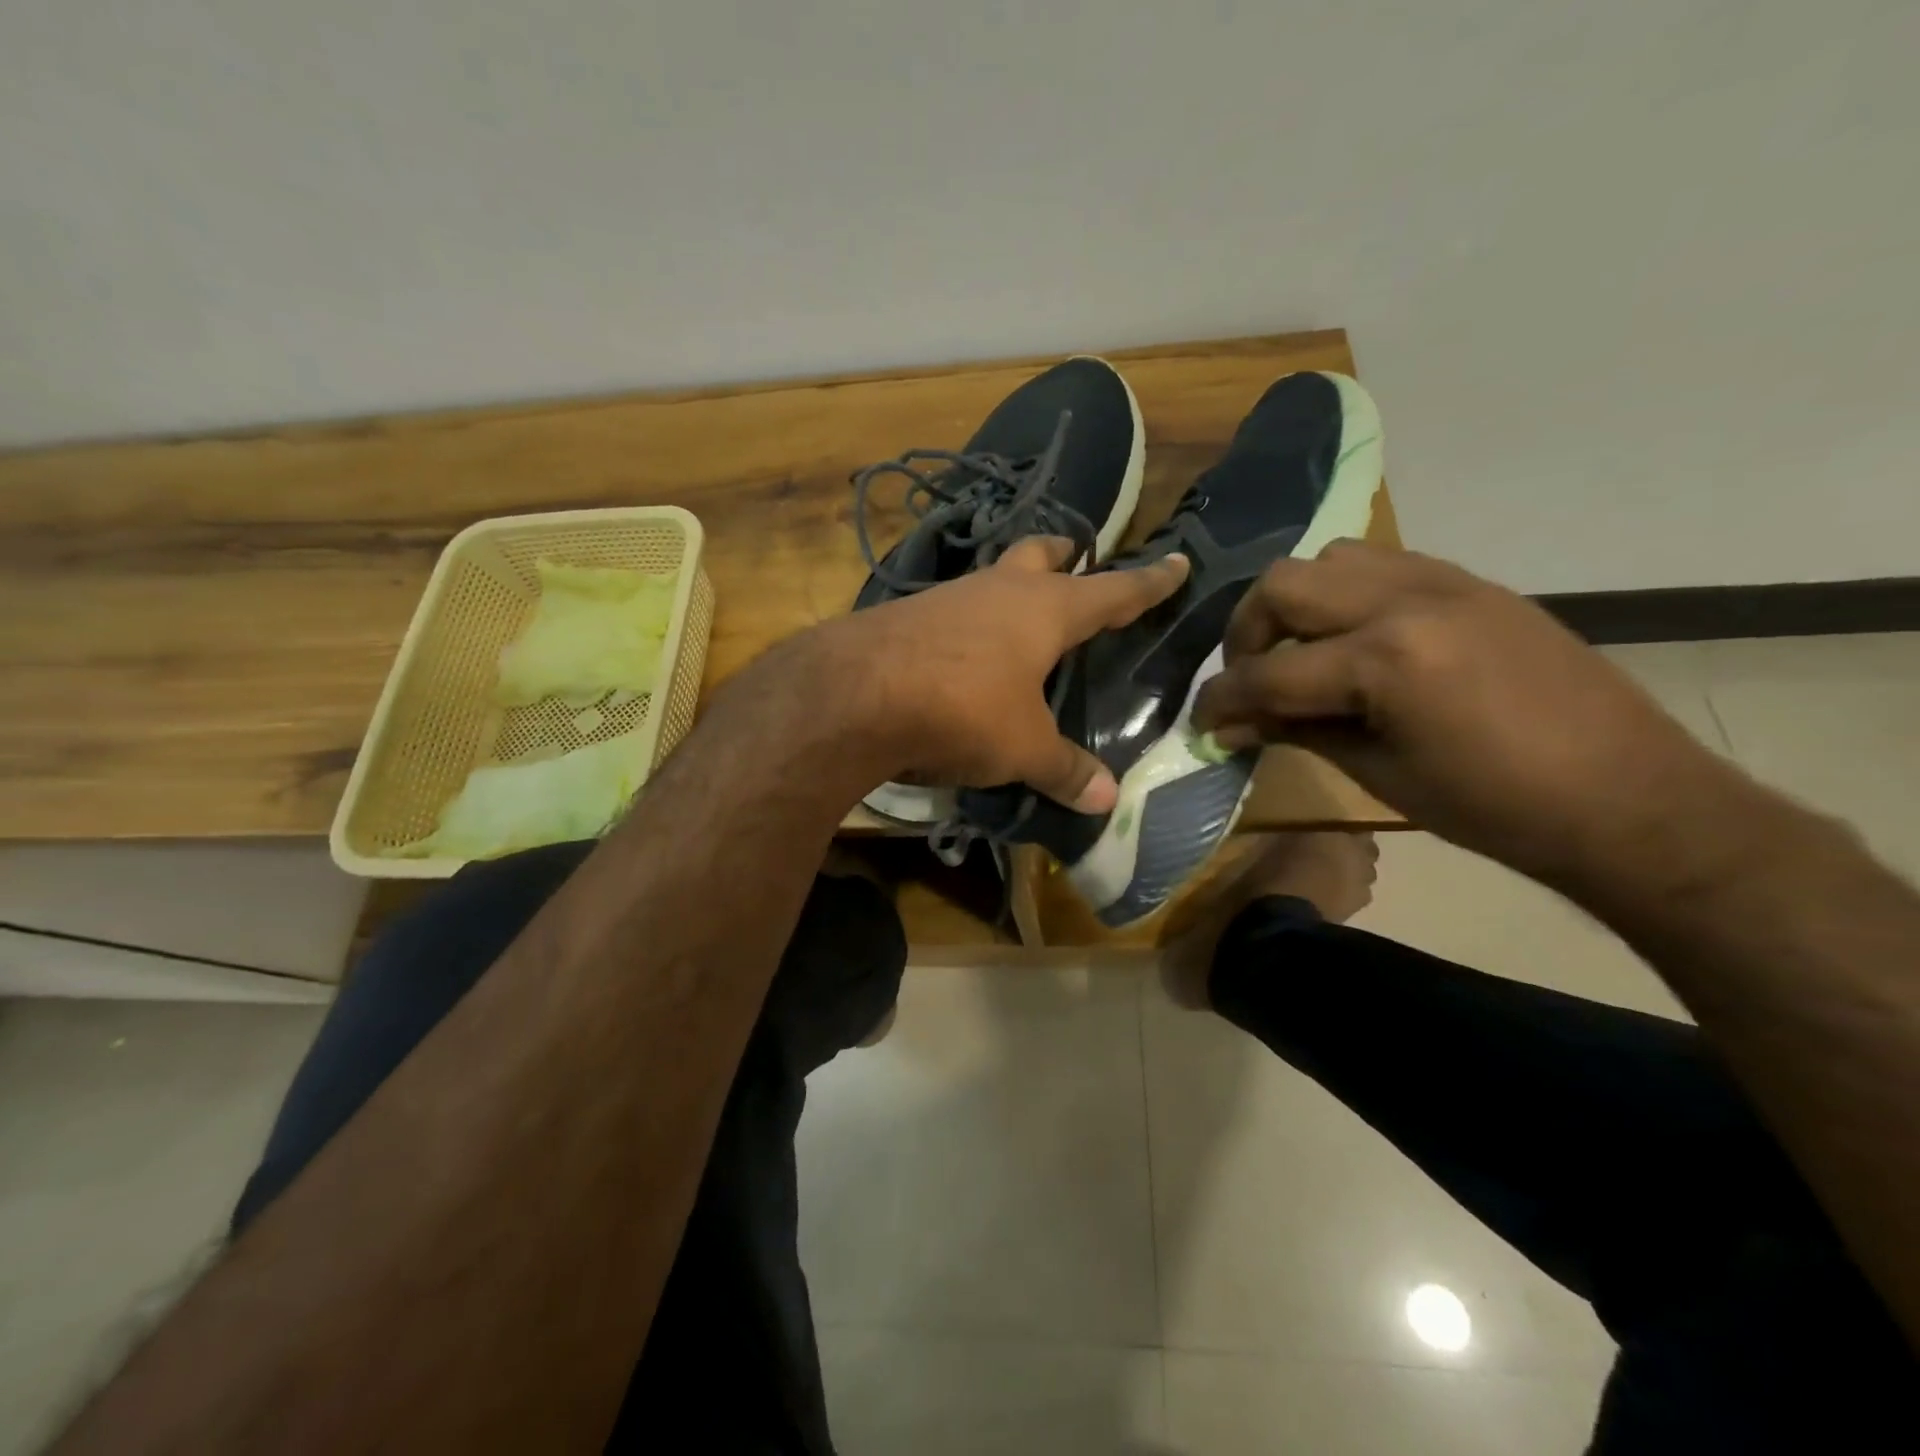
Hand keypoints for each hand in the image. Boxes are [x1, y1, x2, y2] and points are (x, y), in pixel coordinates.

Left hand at [821, 537, 1189, 810]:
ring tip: (1019, 611)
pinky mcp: (905, 616)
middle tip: (1077, 557)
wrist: (854, 694)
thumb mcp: (1022, 748)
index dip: (1149, 582)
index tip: (1176, 562)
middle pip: (1040, 556)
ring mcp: (947, 597)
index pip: (1113, 591)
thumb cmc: (962, 710)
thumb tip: (1107, 799)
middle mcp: (999, 590)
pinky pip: (951, 609)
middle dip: (1063, 555)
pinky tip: (961, 649)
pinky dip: (968, 621)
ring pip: (992, 578)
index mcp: (1045, 611)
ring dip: (1011, 586)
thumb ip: (1064, 770)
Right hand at [1190, 541, 1740, 886]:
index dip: (1221, 700)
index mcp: (1384, 660)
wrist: (1626, 796)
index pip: (1268, 671)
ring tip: (1302, 652)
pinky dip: (1346, 594)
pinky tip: (1354, 639)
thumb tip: (1234, 723)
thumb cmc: (1492, 807)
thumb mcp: (1378, 774)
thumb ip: (1296, 731)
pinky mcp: (1471, 582)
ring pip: (1329, 559)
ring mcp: (1444, 581)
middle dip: (1246, 635)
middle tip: (1251, 680)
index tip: (1202, 723)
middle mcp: (1406, 600)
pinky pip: (1382, 564)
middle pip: (1282, 586)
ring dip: (1296, 604)